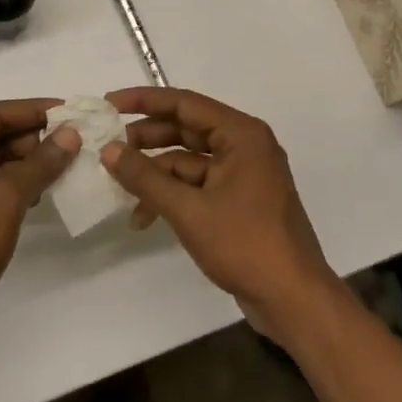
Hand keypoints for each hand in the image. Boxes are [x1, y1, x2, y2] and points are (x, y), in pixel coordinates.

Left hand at [0, 99, 79, 362]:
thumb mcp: (3, 198)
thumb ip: (39, 163)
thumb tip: (70, 134)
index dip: (32, 110)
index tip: (70, 111)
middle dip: (33, 139)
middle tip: (74, 143)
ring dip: (29, 164)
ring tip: (67, 166)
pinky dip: (19, 188)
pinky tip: (44, 194)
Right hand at [101, 88, 339, 344]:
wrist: (293, 300)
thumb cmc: (245, 244)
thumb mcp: (188, 209)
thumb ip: (145, 177)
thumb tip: (108, 150)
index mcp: (242, 135)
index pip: (185, 104)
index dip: (144, 101)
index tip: (109, 103)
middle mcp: (245, 146)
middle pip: (186, 129)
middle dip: (146, 139)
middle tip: (109, 145)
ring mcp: (243, 175)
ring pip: (189, 160)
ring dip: (155, 172)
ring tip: (118, 185)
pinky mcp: (239, 201)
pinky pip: (197, 184)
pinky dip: (171, 194)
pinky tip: (143, 215)